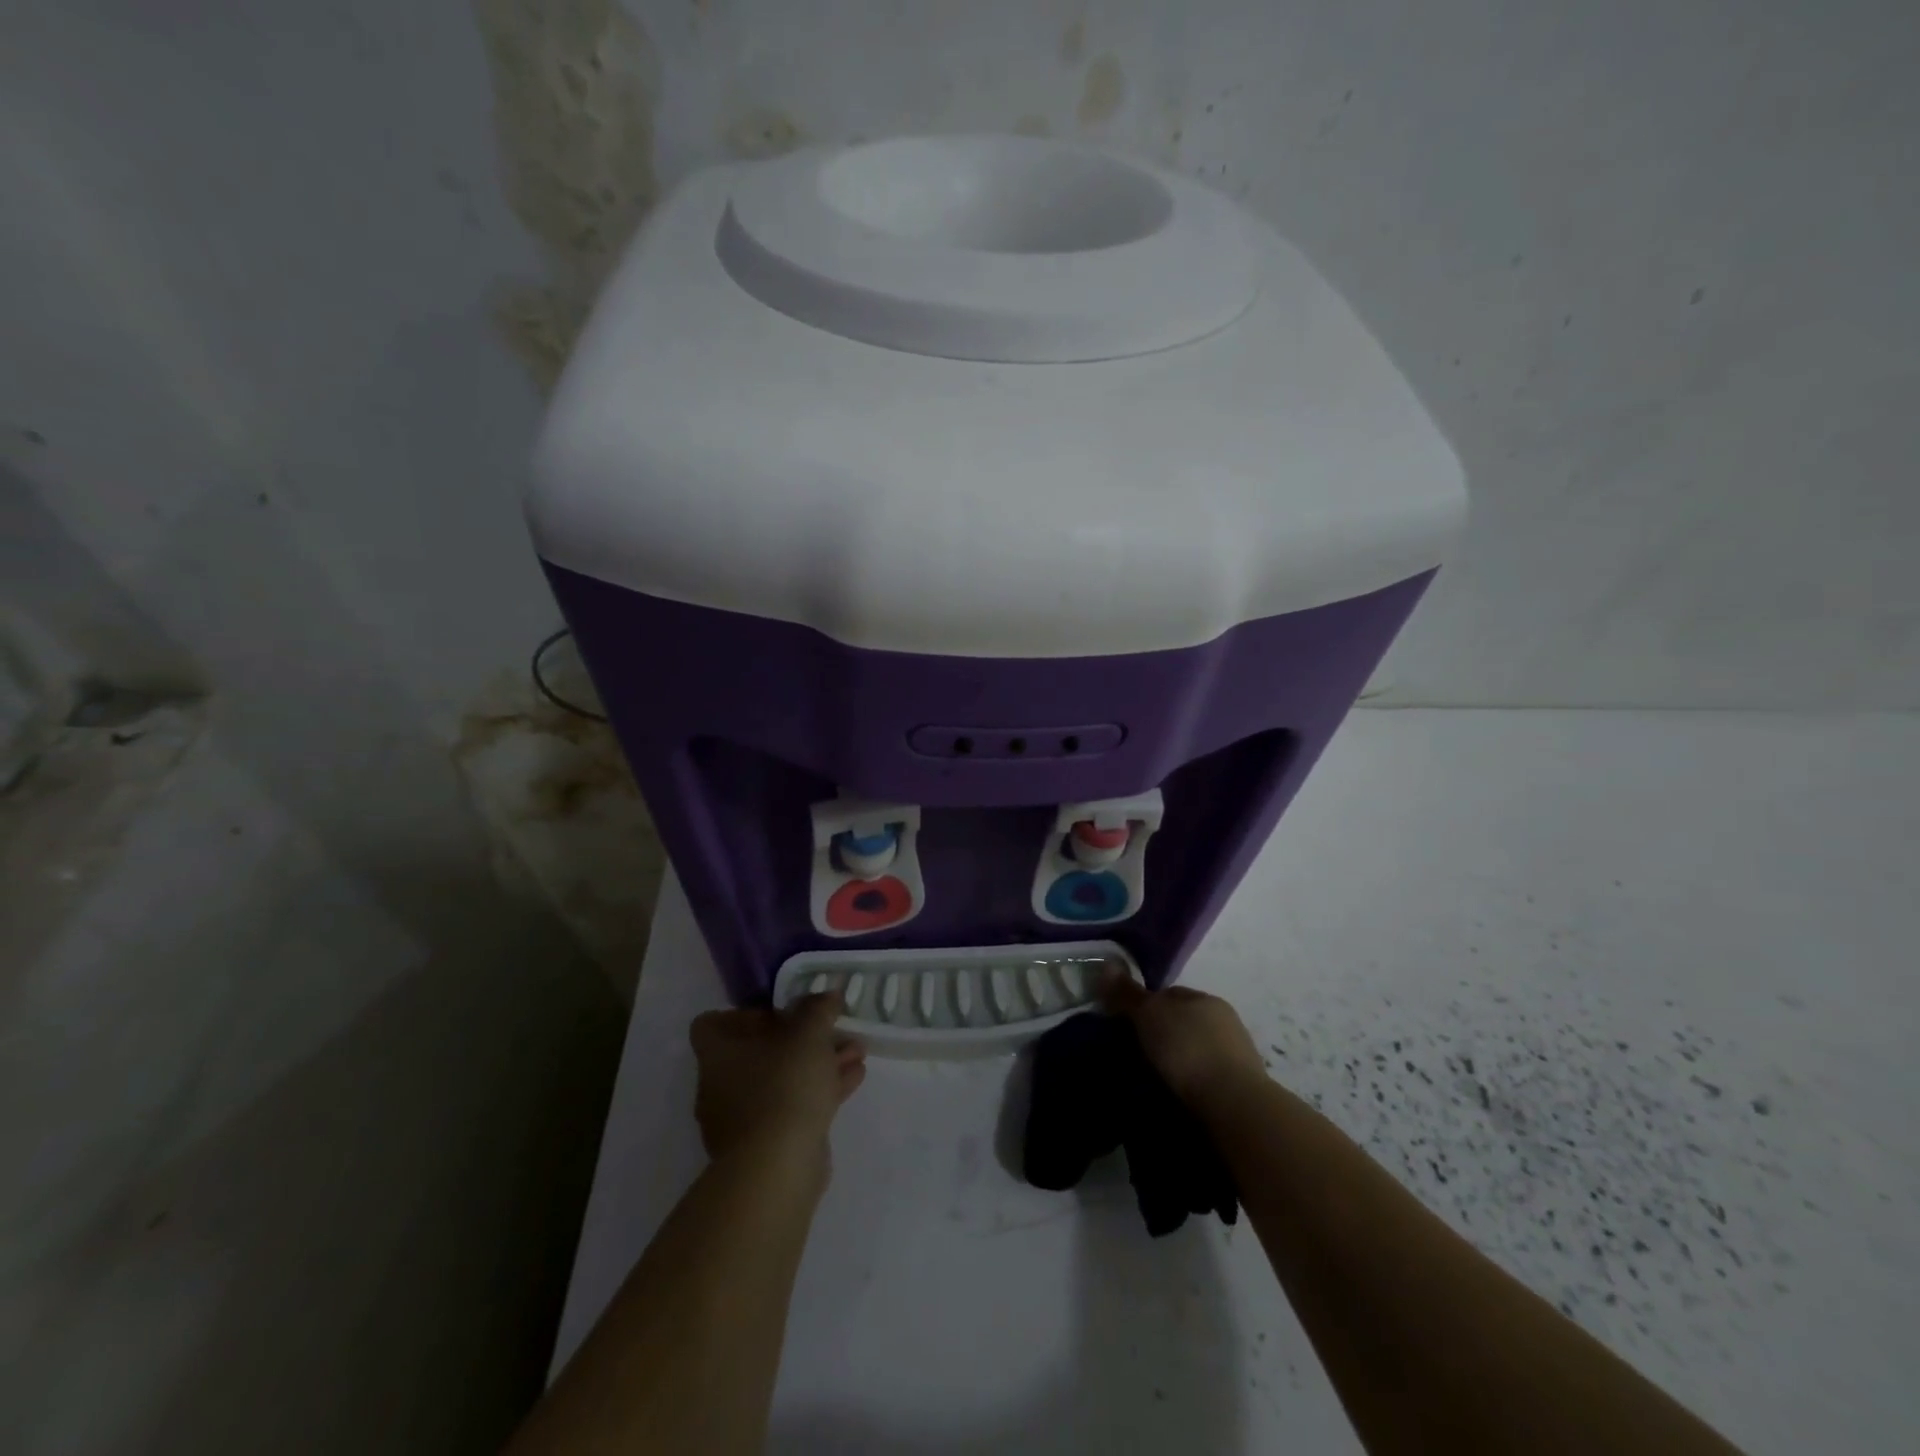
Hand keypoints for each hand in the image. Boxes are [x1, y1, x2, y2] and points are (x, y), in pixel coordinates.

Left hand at [689, 994, 866, 1163]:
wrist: (777, 1168)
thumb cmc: (783, 1086)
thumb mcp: (808, 1033)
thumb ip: (818, 1008)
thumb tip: (827, 995)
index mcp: (717, 1054)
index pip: (713, 1024)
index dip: (746, 1014)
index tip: (781, 1013)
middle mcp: (721, 1086)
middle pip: (758, 1051)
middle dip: (801, 1038)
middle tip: (831, 1029)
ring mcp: (742, 1120)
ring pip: (782, 1079)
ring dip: (818, 1063)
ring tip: (855, 1051)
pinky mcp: (767, 1146)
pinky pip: (794, 1106)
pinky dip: (821, 1090)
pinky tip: (854, 1077)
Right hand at [1101, 969, 1267, 1114]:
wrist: (1233, 1104)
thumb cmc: (1188, 1048)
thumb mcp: (1149, 1015)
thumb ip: (1128, 993)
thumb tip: (1107, 965)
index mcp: (1206, 998)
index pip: (1169, 993)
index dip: (1145, 1005)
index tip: (1125, 1024)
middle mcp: (1225, 1021)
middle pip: (1183, 1022)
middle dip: (1162, 1034)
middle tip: (1136, 1052)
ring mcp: (1237, 1055)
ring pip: (1196, 1051)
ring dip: (1179, 1061)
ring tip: (1154, 1078)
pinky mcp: (1241, 1089)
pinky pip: (1207, 1078)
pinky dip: (1192, 1083)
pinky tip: (1177, 1095)